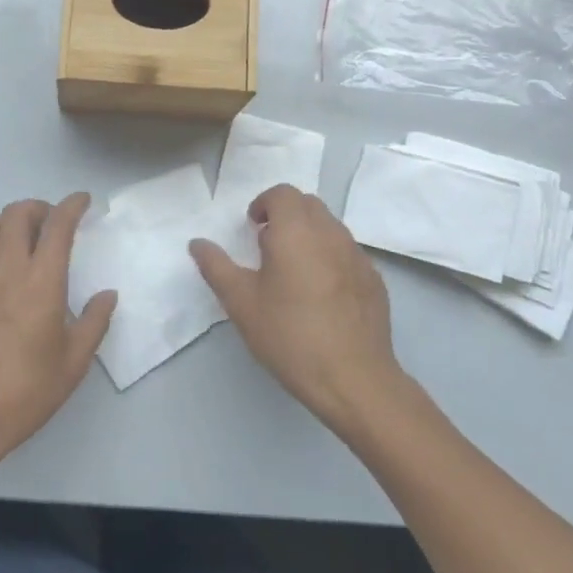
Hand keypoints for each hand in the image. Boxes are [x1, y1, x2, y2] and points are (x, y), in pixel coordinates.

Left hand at [0, 194, 116, 483]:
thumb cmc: (26, 391)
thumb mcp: (74, 362)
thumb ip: (94, 322)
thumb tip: (107, 295)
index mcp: (42, 281)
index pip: (57, 225)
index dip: (72, 205)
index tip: (82, 201)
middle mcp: (7, 269)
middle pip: (17, 213)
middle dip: (38, 207)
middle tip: (52, 222)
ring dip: (6, 221)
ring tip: (20, 238)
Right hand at [190, 184, 413, 433]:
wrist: (354, 379)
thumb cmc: (290, 335)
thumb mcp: (241, 302)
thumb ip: (216, 267)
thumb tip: (198, 243)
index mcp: (296, 231)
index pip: (282, 193)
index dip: (263, 204)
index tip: (252, 228)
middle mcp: (331, 233)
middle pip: (308, 205)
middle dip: (285, 215)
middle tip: (267, 246)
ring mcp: (358, 256)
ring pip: (330, 227)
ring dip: (309, 235)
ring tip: (293, 272)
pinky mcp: (374, 280)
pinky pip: (347, 253)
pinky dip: (330, 257)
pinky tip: (321, 295)